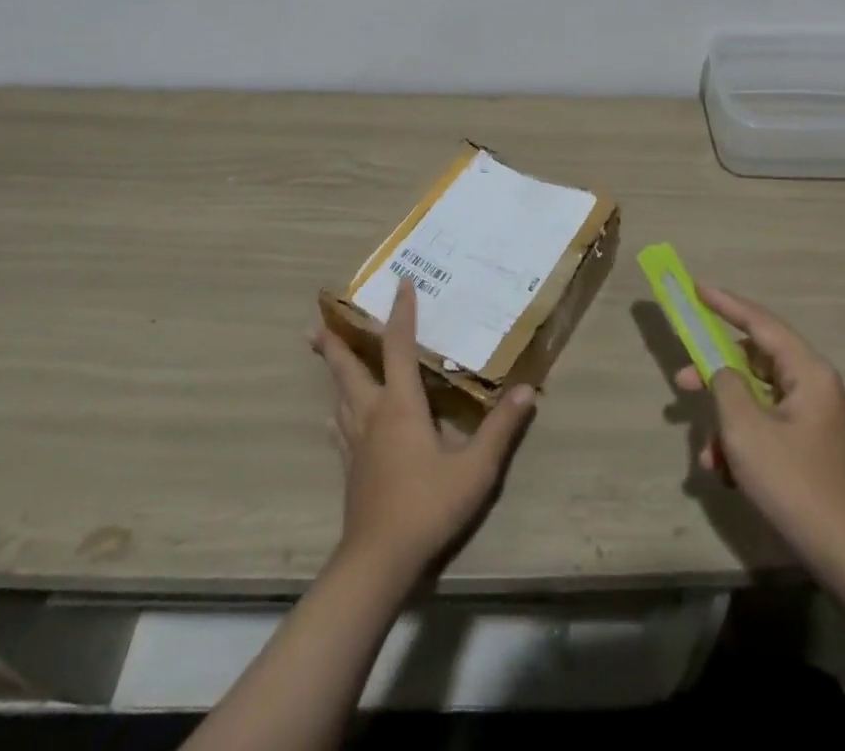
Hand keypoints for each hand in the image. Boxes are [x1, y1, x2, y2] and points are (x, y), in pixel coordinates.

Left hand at [314, 281, 537, 579]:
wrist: (379, 560)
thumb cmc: (428, 506)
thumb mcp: (475, 468)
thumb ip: (501, 427)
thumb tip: (528, 389)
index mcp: (401, 405)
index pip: (399, 346)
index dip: (401, 313)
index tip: (401, 283)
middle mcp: (373, 414)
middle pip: (349, 369)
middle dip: (335, 343)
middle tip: (316, 324)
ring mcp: (356, 442)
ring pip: (339, 396)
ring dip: (333, 372)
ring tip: (325, 357)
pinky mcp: (350, 467)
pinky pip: (339, 427)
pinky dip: (337, 412)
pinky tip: (335, 418)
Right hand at [673, 283, 844, 572]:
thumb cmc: (795, 484)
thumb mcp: (746, 429)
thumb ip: (725, 384)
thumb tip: (720, 369)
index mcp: (808, 372)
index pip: (760, 322)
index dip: (725, 303)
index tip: (695, 288)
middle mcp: (814, 386)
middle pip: (754, 361)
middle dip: (715, 375)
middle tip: (680, 382)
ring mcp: (813, 418)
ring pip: (756, 399)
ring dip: (726, 421)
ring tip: (706, 454)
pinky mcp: (809, 447)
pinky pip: (766, 427)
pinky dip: (742, 442)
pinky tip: (725, 474)